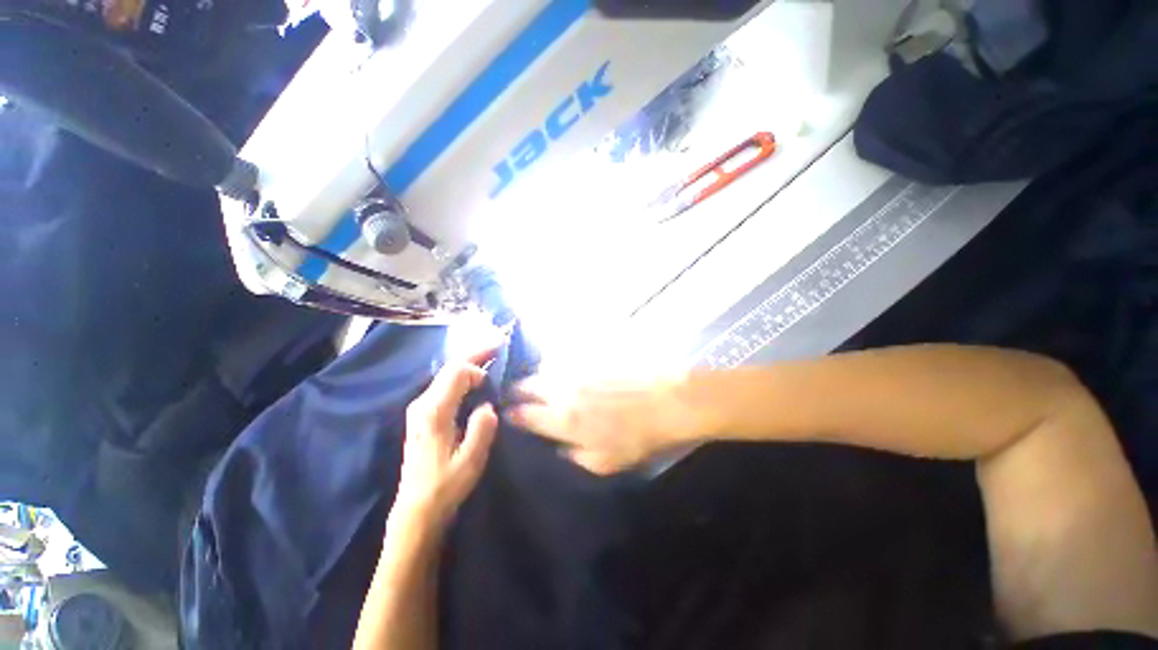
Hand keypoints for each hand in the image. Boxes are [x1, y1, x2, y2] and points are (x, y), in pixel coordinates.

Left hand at [393, 350, 498, 532]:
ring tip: (491, 358)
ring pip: (446, 376)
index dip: (478, 360)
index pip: (455, 373)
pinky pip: (445, 386)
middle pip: (449, 369)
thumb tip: (488, 405)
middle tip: (498, 345)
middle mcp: (422, 405)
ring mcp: (420, 409)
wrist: (416, 510)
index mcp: (433, 413)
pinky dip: (462, 376)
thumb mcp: (470, 461)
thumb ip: (481, 429)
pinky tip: (476, 379)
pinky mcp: (423, 416)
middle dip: (474, 354)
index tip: (499, 354)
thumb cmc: (444, 486)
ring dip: (469, 364)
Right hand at [507, 374, 703, 474]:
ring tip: (543, 383)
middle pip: (526, 384)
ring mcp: (576, 366)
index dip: (511, 415)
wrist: (670, 400)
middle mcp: (562, 388)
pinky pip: (564, 357)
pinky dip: (558, 365)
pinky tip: (567, 369)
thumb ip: (572, 455)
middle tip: (521, 397)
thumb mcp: (604, 463)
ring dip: (538, 376)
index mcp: (563, 418)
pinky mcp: (590, 354)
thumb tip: (554, 445)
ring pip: (543, 367)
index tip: (509, 416)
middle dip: (518, 392)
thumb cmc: (639, 437)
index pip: (523, 414)